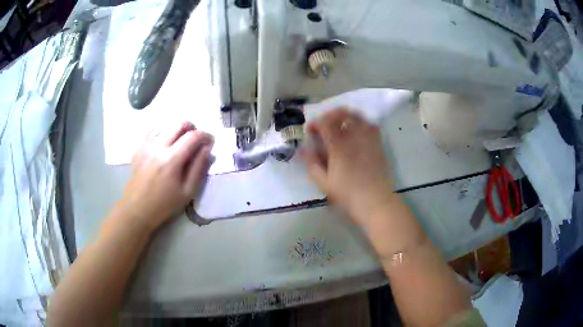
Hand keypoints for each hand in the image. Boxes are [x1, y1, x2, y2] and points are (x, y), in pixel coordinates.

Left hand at [110, 122, 213, 233]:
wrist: (137, 209)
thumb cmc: (164, 204)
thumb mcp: (188, 192)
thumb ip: (199, 168)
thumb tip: (207, 149)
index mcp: (171, 159)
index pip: (193, 136)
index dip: (205, 135)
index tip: (210, 142)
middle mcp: (158, 147)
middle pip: (179, 123)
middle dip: (192, 128)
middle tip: (196, 141)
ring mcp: (146, 145)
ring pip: (167, 126)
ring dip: (177, 132)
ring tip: (180, 146)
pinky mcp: (139, 148)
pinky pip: (153, 132)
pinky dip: (163, 135)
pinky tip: (164, 147)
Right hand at [300, 108, 393, 225]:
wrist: (375, 201)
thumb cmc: (348, 194)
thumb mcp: (324, 182)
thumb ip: (312, 163)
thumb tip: (303, 149)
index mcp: (338, 145)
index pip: (325, 123)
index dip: (316, 123)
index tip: (311, 131)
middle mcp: (354, 136)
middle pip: (343, 114)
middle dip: (331, 115)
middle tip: (325, 124)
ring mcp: (369, 139)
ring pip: (358, 117)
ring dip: (347, 116)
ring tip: (340, 125)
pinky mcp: (378, 144)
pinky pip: (371, 125)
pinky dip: (361, 124)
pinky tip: (357, 133)